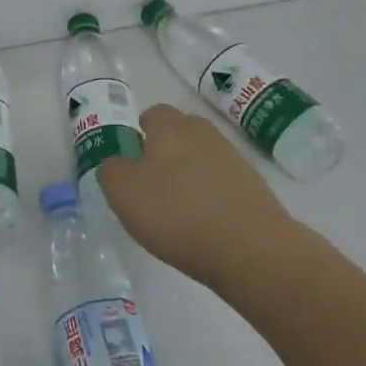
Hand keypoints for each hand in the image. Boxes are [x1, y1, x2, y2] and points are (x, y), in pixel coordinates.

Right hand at [98, 104, 299, 285]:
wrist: (253, 251)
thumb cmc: (178, 214)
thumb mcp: (123, 192)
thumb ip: (112, 169)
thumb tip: (119, 163)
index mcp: (171, 128)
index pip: (153, 114)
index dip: (140, 133)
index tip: (132, 162)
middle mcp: (204, 134)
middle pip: (180, 133)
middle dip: (165, 151)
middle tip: (151, 185)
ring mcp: (233, 160)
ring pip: (202, 157)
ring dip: (189, 175)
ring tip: (178, 209)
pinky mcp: (254, 188)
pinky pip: (222, 182)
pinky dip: (211, 196)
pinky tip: (204, 223)